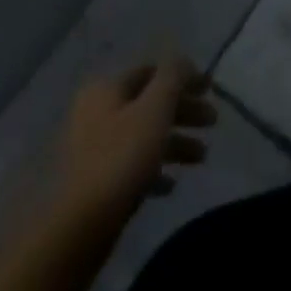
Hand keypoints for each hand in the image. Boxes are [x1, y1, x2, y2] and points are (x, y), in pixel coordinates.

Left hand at [50, 57, 215, 227]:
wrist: (77, 229)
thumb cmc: (121, 158)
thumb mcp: (155, 108)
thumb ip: (173, 77)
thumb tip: (183, 61)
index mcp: (107, 88)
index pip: (152, 72)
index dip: (184, 77)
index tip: (211, 91)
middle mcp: (97, 112)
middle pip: (149, 103)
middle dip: (183, 111)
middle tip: (213, 122)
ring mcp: (94, 149)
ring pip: (143, 135)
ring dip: (174, 142)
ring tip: (202, 157)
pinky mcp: (95, 183)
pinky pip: (132, 166)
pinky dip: (154, 169)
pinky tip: (171, 185)